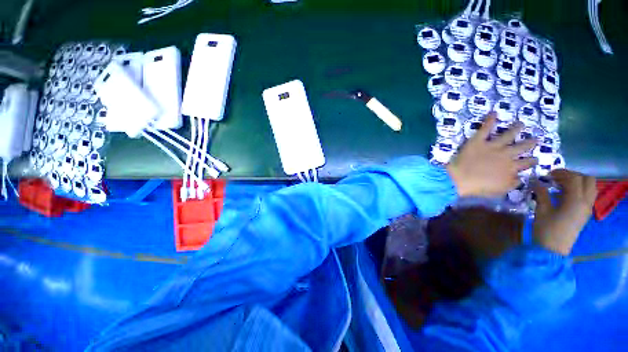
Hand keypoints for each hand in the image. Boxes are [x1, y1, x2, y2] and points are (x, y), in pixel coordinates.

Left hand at [446, 113, 536, 197]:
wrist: (459, 179)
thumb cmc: (479, 187)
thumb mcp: (500, 189)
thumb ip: (512, 183)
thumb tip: (521, 177)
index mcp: (511, 168)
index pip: (526, 163)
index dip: (532, 161)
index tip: (536, 159)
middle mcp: (505, 155)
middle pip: (521, 147)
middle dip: (530, 143)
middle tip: (536, 138)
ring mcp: (492, 146)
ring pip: (508, 135)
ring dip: (515, 128)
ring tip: (521, 123)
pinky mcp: (478, 141)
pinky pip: (485, 129)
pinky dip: (489, 120)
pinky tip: (493, 112)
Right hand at [533, 169, 596, 254]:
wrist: (553, 248)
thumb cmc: (546, 229)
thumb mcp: (541, 210)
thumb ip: (541, 193)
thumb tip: (536, 181)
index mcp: (575, 201)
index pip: (574, 178)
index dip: (561, 173)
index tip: (548, 174)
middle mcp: (585, 202)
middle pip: (587, 180)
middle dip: (573, 175)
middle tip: (557, 177)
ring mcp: (587, 208)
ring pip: (590, 187)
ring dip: (578, 182)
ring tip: (561, 185)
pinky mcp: (584, 213)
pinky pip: (588, 195)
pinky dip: (579, 190)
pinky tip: (565, 194)